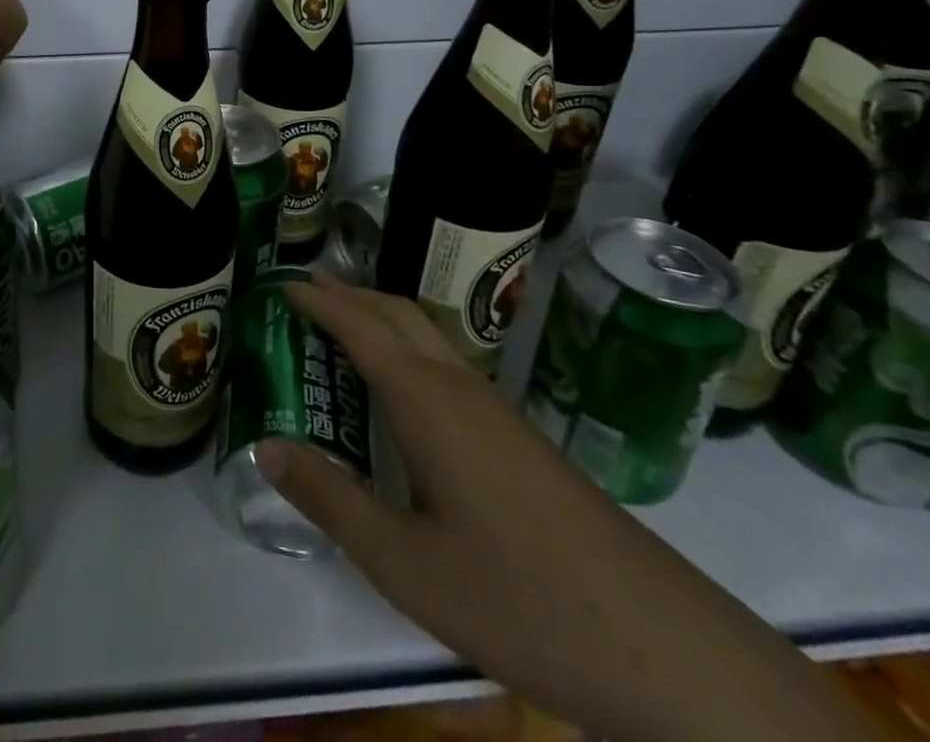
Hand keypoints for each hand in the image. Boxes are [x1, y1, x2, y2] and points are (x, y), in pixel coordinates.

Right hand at [257, 271, 870, 741]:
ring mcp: (497, 412)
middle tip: (306, 287)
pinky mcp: (520, 440)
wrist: (665, 648)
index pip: (361, 327)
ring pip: (429, 338)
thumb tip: (265, 448)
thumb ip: (330, 501)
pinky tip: (404, 390)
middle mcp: (460, 389)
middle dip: (351, 293)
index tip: (283, 280)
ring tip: (343, 324)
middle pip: (399, 315)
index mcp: (427, 401)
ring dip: (382, 317)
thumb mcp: (405, 563)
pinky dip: (408, 349)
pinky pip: (448, 365)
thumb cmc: (520, 598)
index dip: (320, 300)